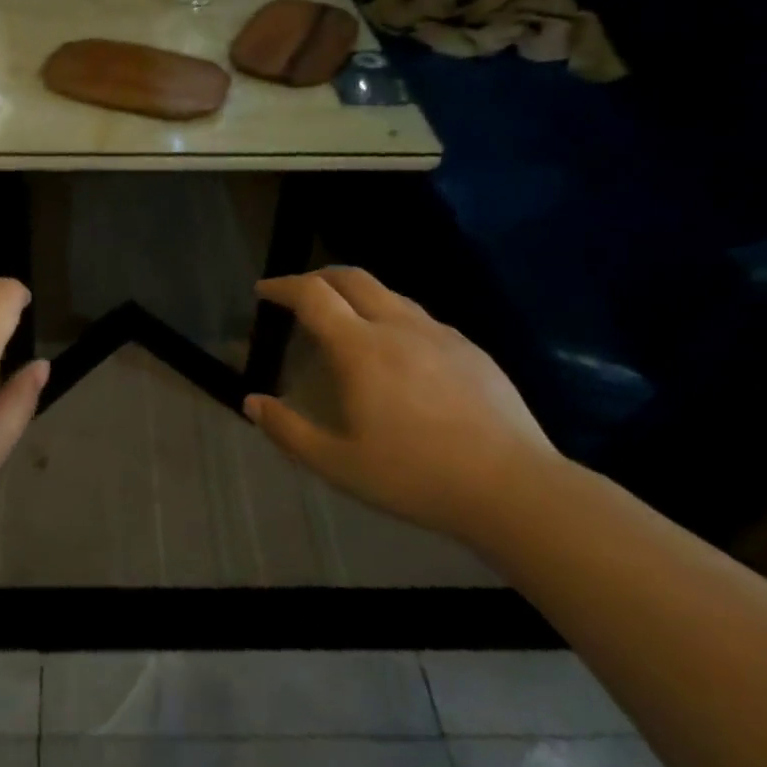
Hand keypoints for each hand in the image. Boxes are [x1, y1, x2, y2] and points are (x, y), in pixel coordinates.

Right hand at [243, 268, 557, 538]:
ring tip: (345, 321)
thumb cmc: (415, 477)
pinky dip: (391, 316)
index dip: (283, 286)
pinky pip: (419, 317)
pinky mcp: (471, 349)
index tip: (264, 291)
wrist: (514, 489)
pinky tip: (397, 351)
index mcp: (361, 348)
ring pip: (389, 294)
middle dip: (318, 277)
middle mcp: (398, 327)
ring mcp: (440, 334)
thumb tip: (252, 403)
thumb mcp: (338, 464)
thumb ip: (289, 430)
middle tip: (299, 294)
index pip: (313, 295)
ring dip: (356, 295)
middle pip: (352, 277)